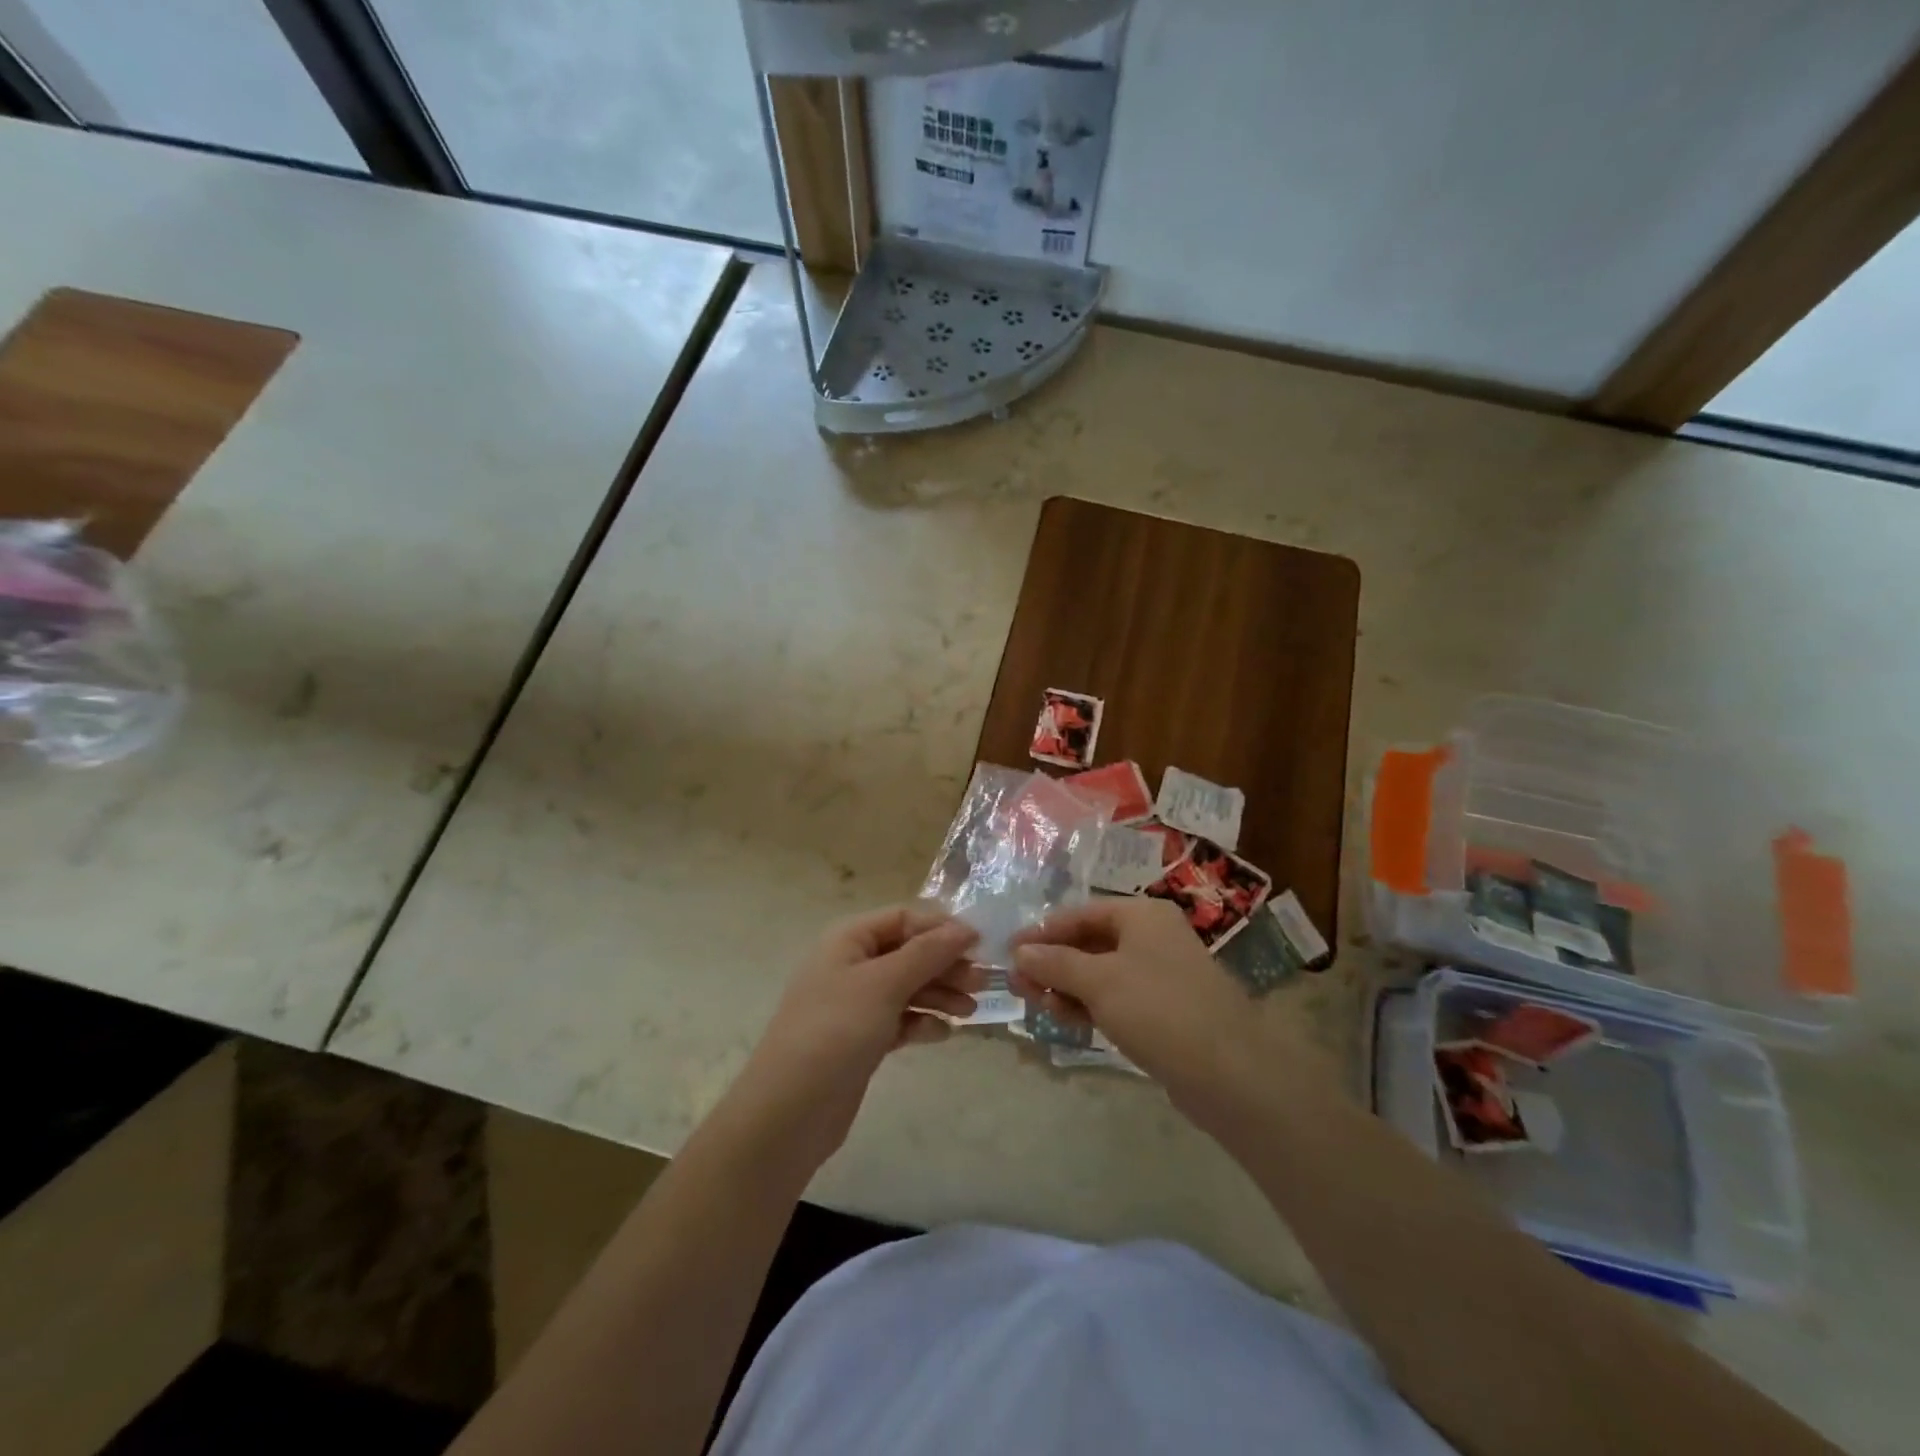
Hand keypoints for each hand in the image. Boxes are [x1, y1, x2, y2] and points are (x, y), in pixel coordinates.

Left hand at [730, 905, 982, 1169]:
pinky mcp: (860, 1039)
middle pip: (908, 953)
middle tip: (984, 983)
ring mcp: (854, 1004)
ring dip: (939, 995)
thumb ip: (928, 953)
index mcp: (849, 940)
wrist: (789, 1111)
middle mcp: (851, 965)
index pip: (904, 919)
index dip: (941, 928)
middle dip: (945, 964)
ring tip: (971, 1012)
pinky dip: (921, 1022)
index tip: (981, 946)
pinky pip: (899, 1019)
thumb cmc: (835, 1032)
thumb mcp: (884, 984)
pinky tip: (941, 1034)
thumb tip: (967, 928)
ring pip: (907, 987)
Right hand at [1011, 897, 1330, 1134]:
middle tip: (1018, 986)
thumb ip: (1055, 964)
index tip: (1008, 953)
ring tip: (1036, 1006)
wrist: (1232, 1073)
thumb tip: (1019, 953)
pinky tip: (1067, 1021)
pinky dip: (1090, 1005)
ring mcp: (1160, 974)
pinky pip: (1116, 998)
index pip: (1079, 914)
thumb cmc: (1159, 1010)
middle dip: (1052, 963)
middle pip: (1089, 942)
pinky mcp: (1164, 1010)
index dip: (1042, 932)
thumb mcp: (1098, 981)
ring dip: (1067, 987)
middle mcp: (1152, 937)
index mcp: (1141, 915)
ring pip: (1100, 973)